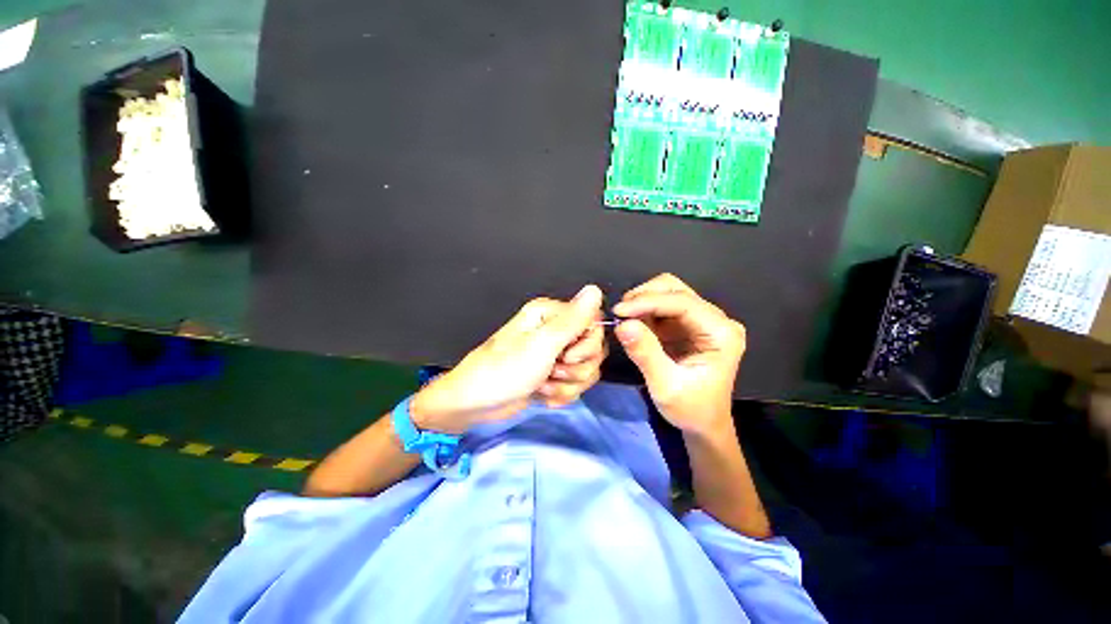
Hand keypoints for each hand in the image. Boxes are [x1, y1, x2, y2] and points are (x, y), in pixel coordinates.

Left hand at [411, 285, 605, 433]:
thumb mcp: (542, 345)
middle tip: (551, 371)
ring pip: (586, 371)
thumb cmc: (503, 372)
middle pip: (593, 349)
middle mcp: (553, 331)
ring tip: (542, 386)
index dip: (587, 345)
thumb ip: (573, 320)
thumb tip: (595, 289)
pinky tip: (542, 395)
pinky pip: (574, 385)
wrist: (475, 404)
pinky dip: (560, 395)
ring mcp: (552, 356)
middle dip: (577, 369)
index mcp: (550, 314)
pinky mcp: (550, 378)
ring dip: (567, 385)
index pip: (594, 323)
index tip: (566, 355)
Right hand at [613, 274, 745, 436]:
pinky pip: (669, 308)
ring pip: (673, 294)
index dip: (650, 301)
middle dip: (647, 298)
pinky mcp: (695, 326)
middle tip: (619, 314)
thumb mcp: (666, 387)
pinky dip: (649, 313)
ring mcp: (708, 321)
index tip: (619, 310)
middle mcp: (719, 321)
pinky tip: (635, 324)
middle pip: (679, 291)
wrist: (704, 426)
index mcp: (722, 333)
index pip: (684, 303)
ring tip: (624, 319)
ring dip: (646, 303)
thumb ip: (646, 354)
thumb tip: (622, 324)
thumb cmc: (691, 410)